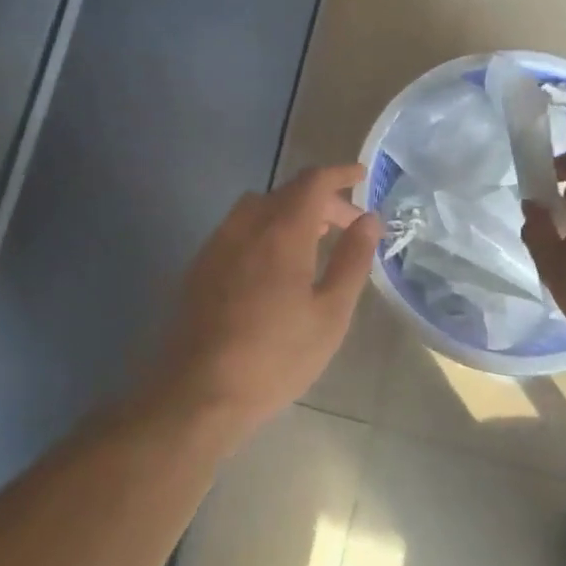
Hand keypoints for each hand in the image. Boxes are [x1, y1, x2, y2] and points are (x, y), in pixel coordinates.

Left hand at [151, 164, 380, 447]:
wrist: (197, 392)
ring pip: (259, 207)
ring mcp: (217, 243)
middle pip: (287, 192)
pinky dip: (265, 228)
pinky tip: (273, 265)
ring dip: (290, 212)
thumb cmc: (275, 357)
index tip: (361, 175)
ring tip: (312, 241)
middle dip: (322, 200)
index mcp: (282, 231)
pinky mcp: (199, 265)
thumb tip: (368, 219)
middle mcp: (246, 225)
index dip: (339, 173)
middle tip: (348, 226)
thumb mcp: (330, 314)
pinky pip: (238, 228)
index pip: (313, 181)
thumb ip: (351, 260)